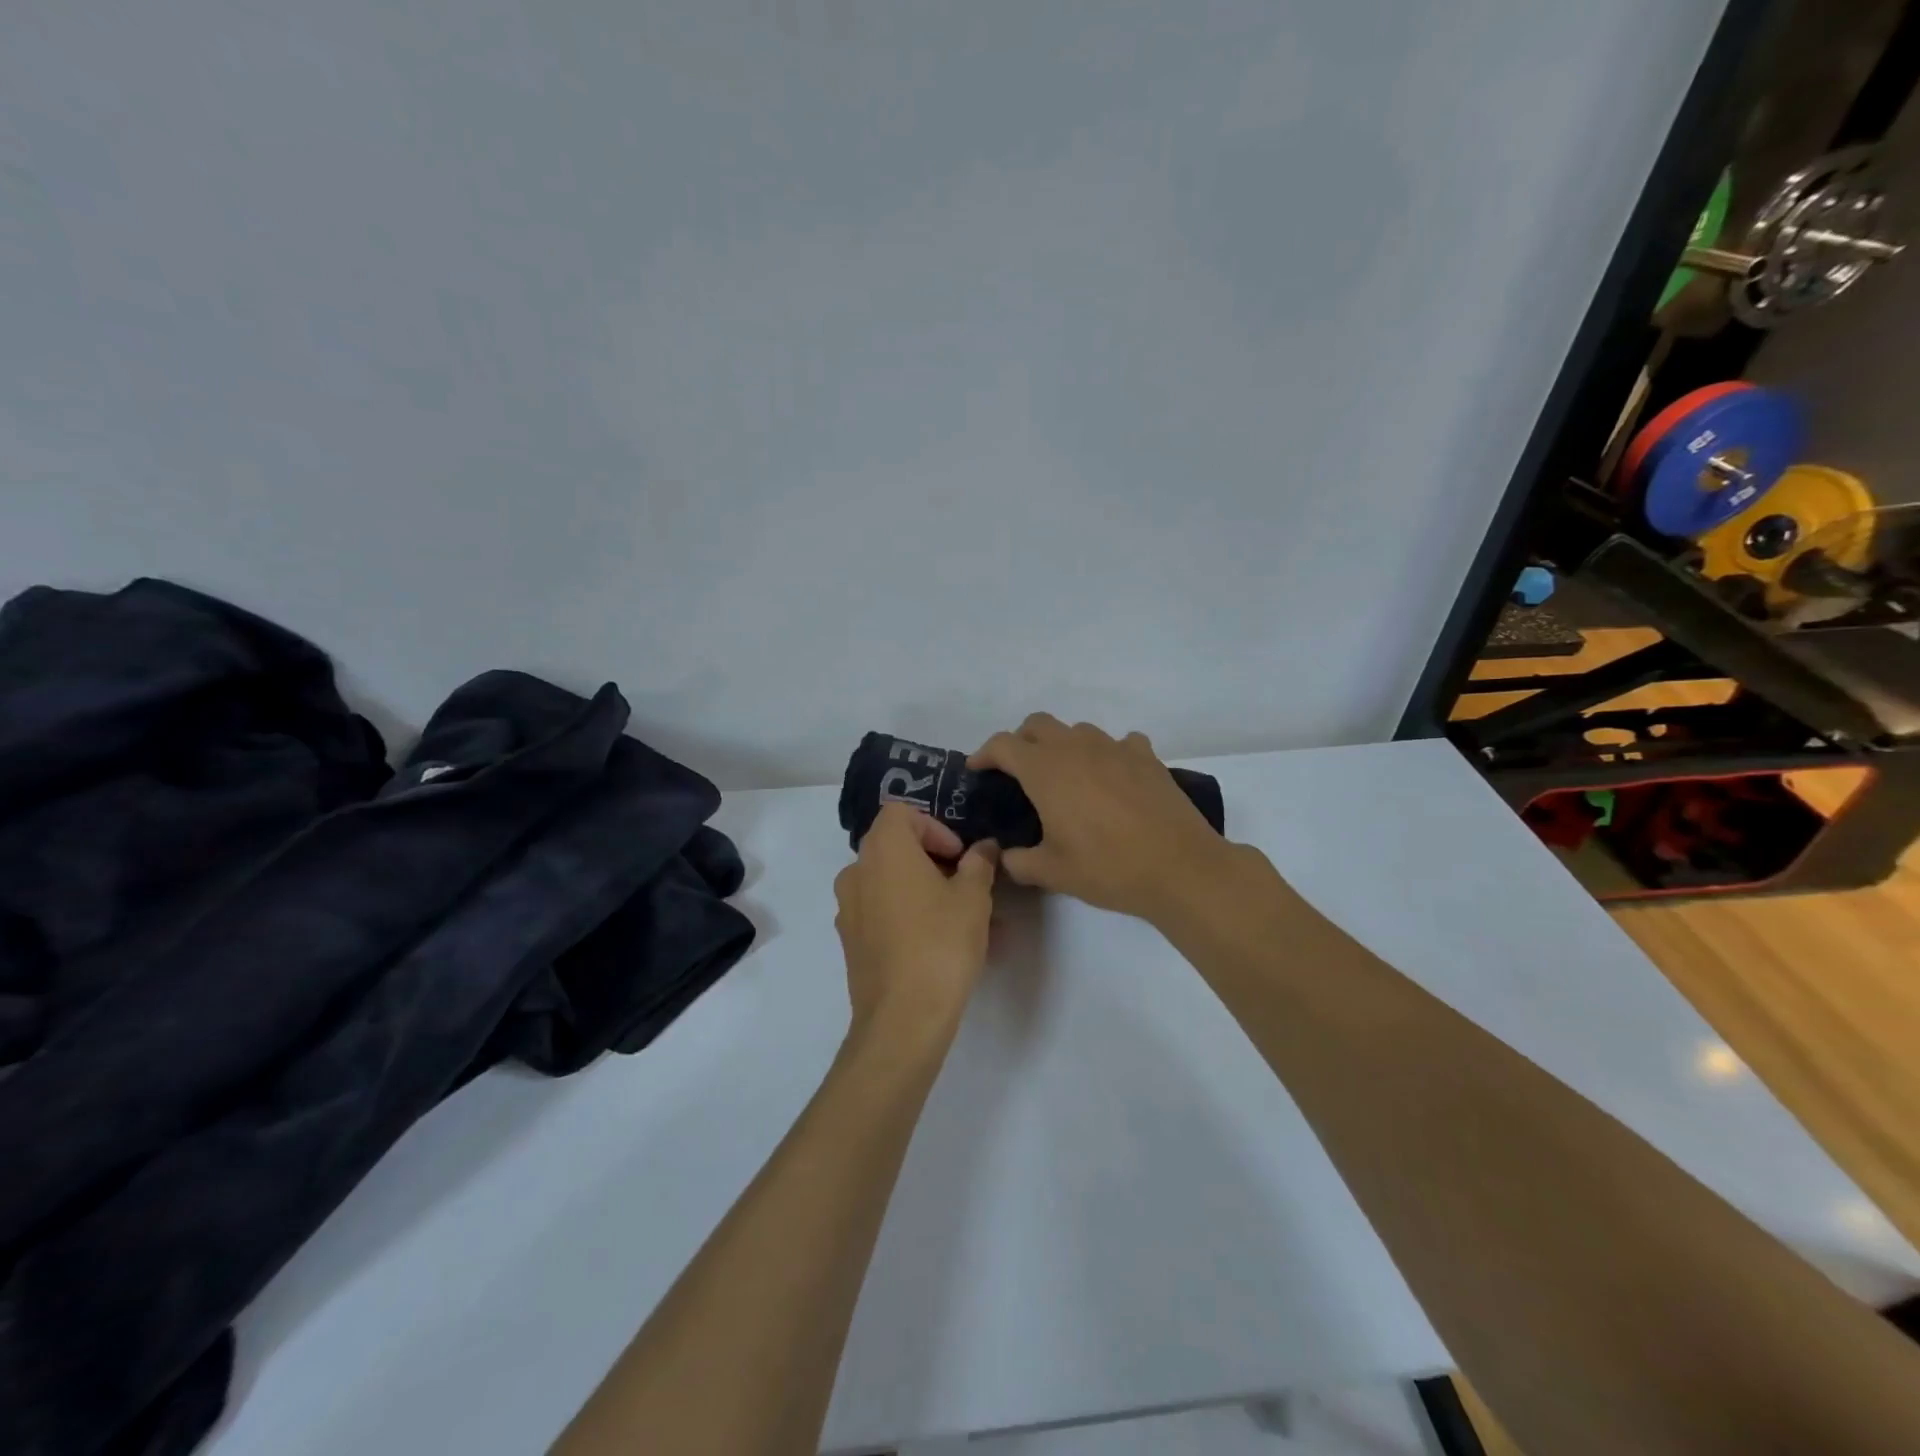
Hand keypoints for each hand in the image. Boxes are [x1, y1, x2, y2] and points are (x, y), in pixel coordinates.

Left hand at [834, 804, 998, 1049]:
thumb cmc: (941, 943)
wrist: (902, 1018)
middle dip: (936, 862)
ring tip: (967, 921)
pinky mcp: (851, 941)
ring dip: (927, 892)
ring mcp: (849, 908)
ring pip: (893, 885)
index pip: (902, 813)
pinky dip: (910, 917)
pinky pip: (883, 914)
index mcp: (883, 849)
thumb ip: (980, 863)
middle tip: (969, 886)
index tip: (960, 856)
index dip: (936, 827)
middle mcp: (857, 871)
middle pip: (896, 848)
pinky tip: (943, 945)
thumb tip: (983, 847)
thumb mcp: (974, 898)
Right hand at [970, 713, 1239, 923]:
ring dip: (1063, 745)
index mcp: (1045, 770)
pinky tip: (1112, 777)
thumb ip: (1018, 861)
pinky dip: (1108, 754)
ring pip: (1078, 731)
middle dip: (1021, 741)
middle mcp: (1076, 748)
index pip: (1003, 745)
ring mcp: (1115, 747)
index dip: (984, 754)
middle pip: (1038, 724)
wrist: (1179, 866)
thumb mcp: (1052, 872)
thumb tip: (1004, 857)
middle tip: (1018, 772)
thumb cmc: (1107, 867)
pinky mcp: (1146, 757)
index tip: (977, 770)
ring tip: (1066, 777)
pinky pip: (1119, 743)